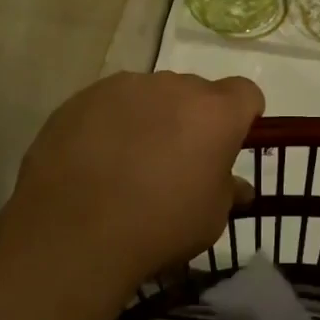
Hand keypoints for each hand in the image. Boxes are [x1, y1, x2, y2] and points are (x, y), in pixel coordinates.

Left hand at [5, 72, 263, 286]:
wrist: (73, 233)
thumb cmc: (159, 226)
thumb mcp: (210, 219)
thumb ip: (228, 191)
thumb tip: (238, 186)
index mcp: (215, 112)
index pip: (246, 93)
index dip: (243, 115)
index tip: (230, 142)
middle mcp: (174, 86)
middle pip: (196, 92)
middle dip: (194, 118)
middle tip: (179, 158)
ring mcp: (125, 87)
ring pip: (151, 94)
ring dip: (152, 117)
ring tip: (132, 159)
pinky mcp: (83, 98)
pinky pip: (111, 104)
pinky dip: (113, 123)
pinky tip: (98, 160)